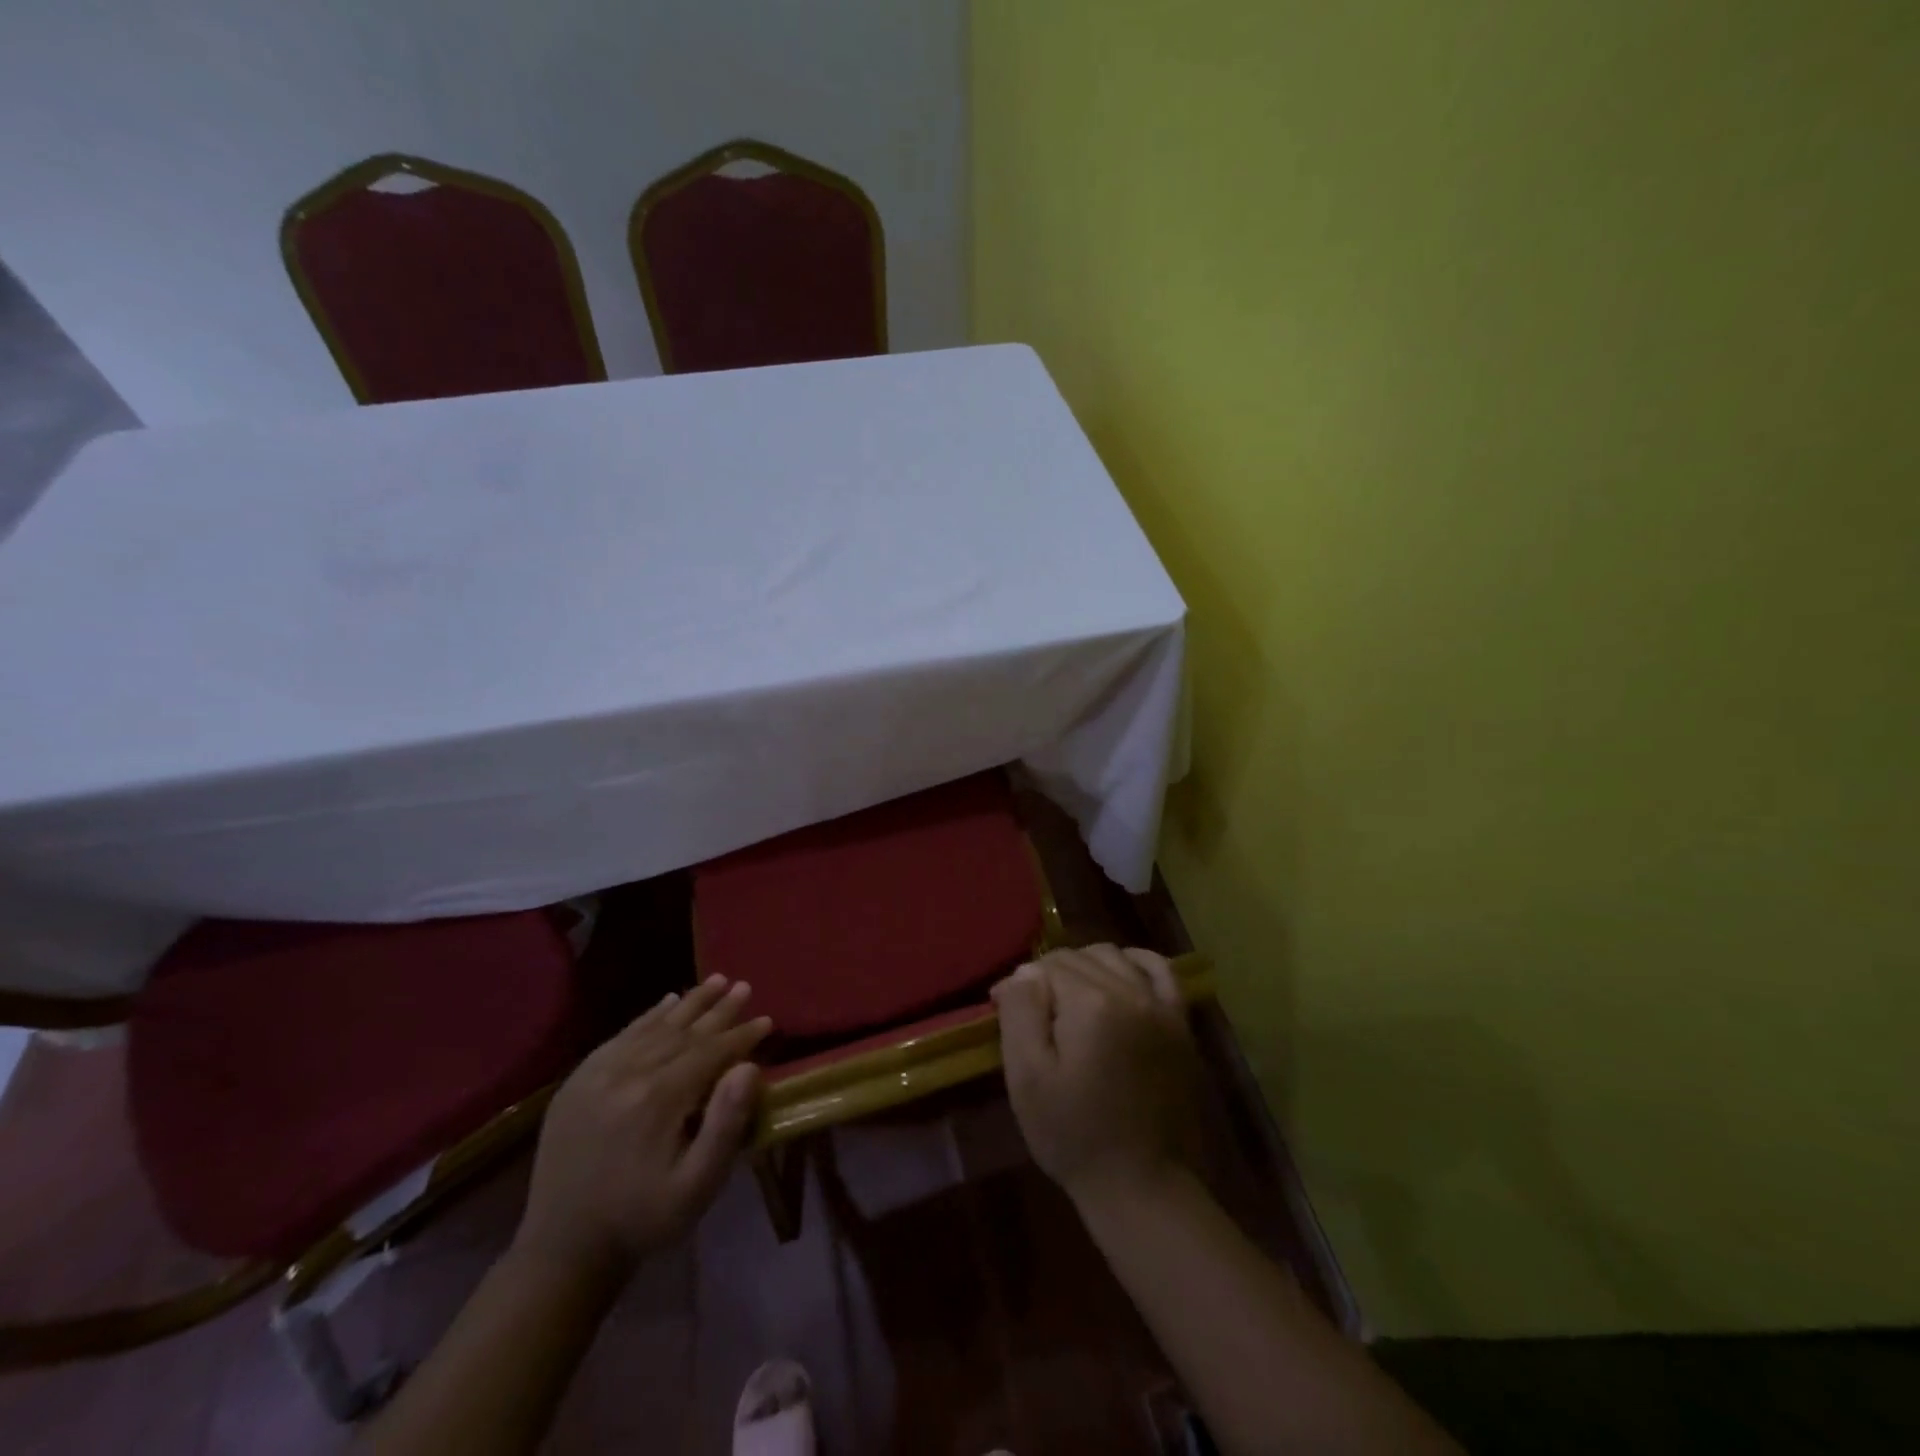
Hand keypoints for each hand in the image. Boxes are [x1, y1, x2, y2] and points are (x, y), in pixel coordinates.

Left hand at [514, 976, 771, 1281]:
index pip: (710, 1051)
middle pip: (684, 1031)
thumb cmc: (642, 1218)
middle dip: (719, 1009)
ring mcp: (597, 1073)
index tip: (766, 1020)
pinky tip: (666, 1002)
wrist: (563, 1249)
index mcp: (658, 1098)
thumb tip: (749, 1067)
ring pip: (654, 1027)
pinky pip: (621, 1036)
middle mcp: (627, 1074)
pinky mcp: (577, 1081)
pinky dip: (648, 1016)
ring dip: (689, 1003)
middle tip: (744, 986)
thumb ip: (725, 1125)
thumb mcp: (696, 1186)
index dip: (741, 1035)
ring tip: (716, 980)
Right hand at [992, 944, 1201, 1208]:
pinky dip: (1134, 962)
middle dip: (1049, 976)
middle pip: (1078, 957)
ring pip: (1113, 956)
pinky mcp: (1180, 1024)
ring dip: (1085, 966)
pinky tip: (1118, 974)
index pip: (1046, 967)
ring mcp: (1162, 1005)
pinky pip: (1159, 970)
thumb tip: (1023, 972)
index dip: (1020, 985)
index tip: (1003, 1009)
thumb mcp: (1027, 1077)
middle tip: (1032, 1011)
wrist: (1142, 1186)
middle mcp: (1131, 991)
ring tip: (1068, 999)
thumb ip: (1021, 1012)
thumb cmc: (1074, 1134)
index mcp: (1092, 1002)